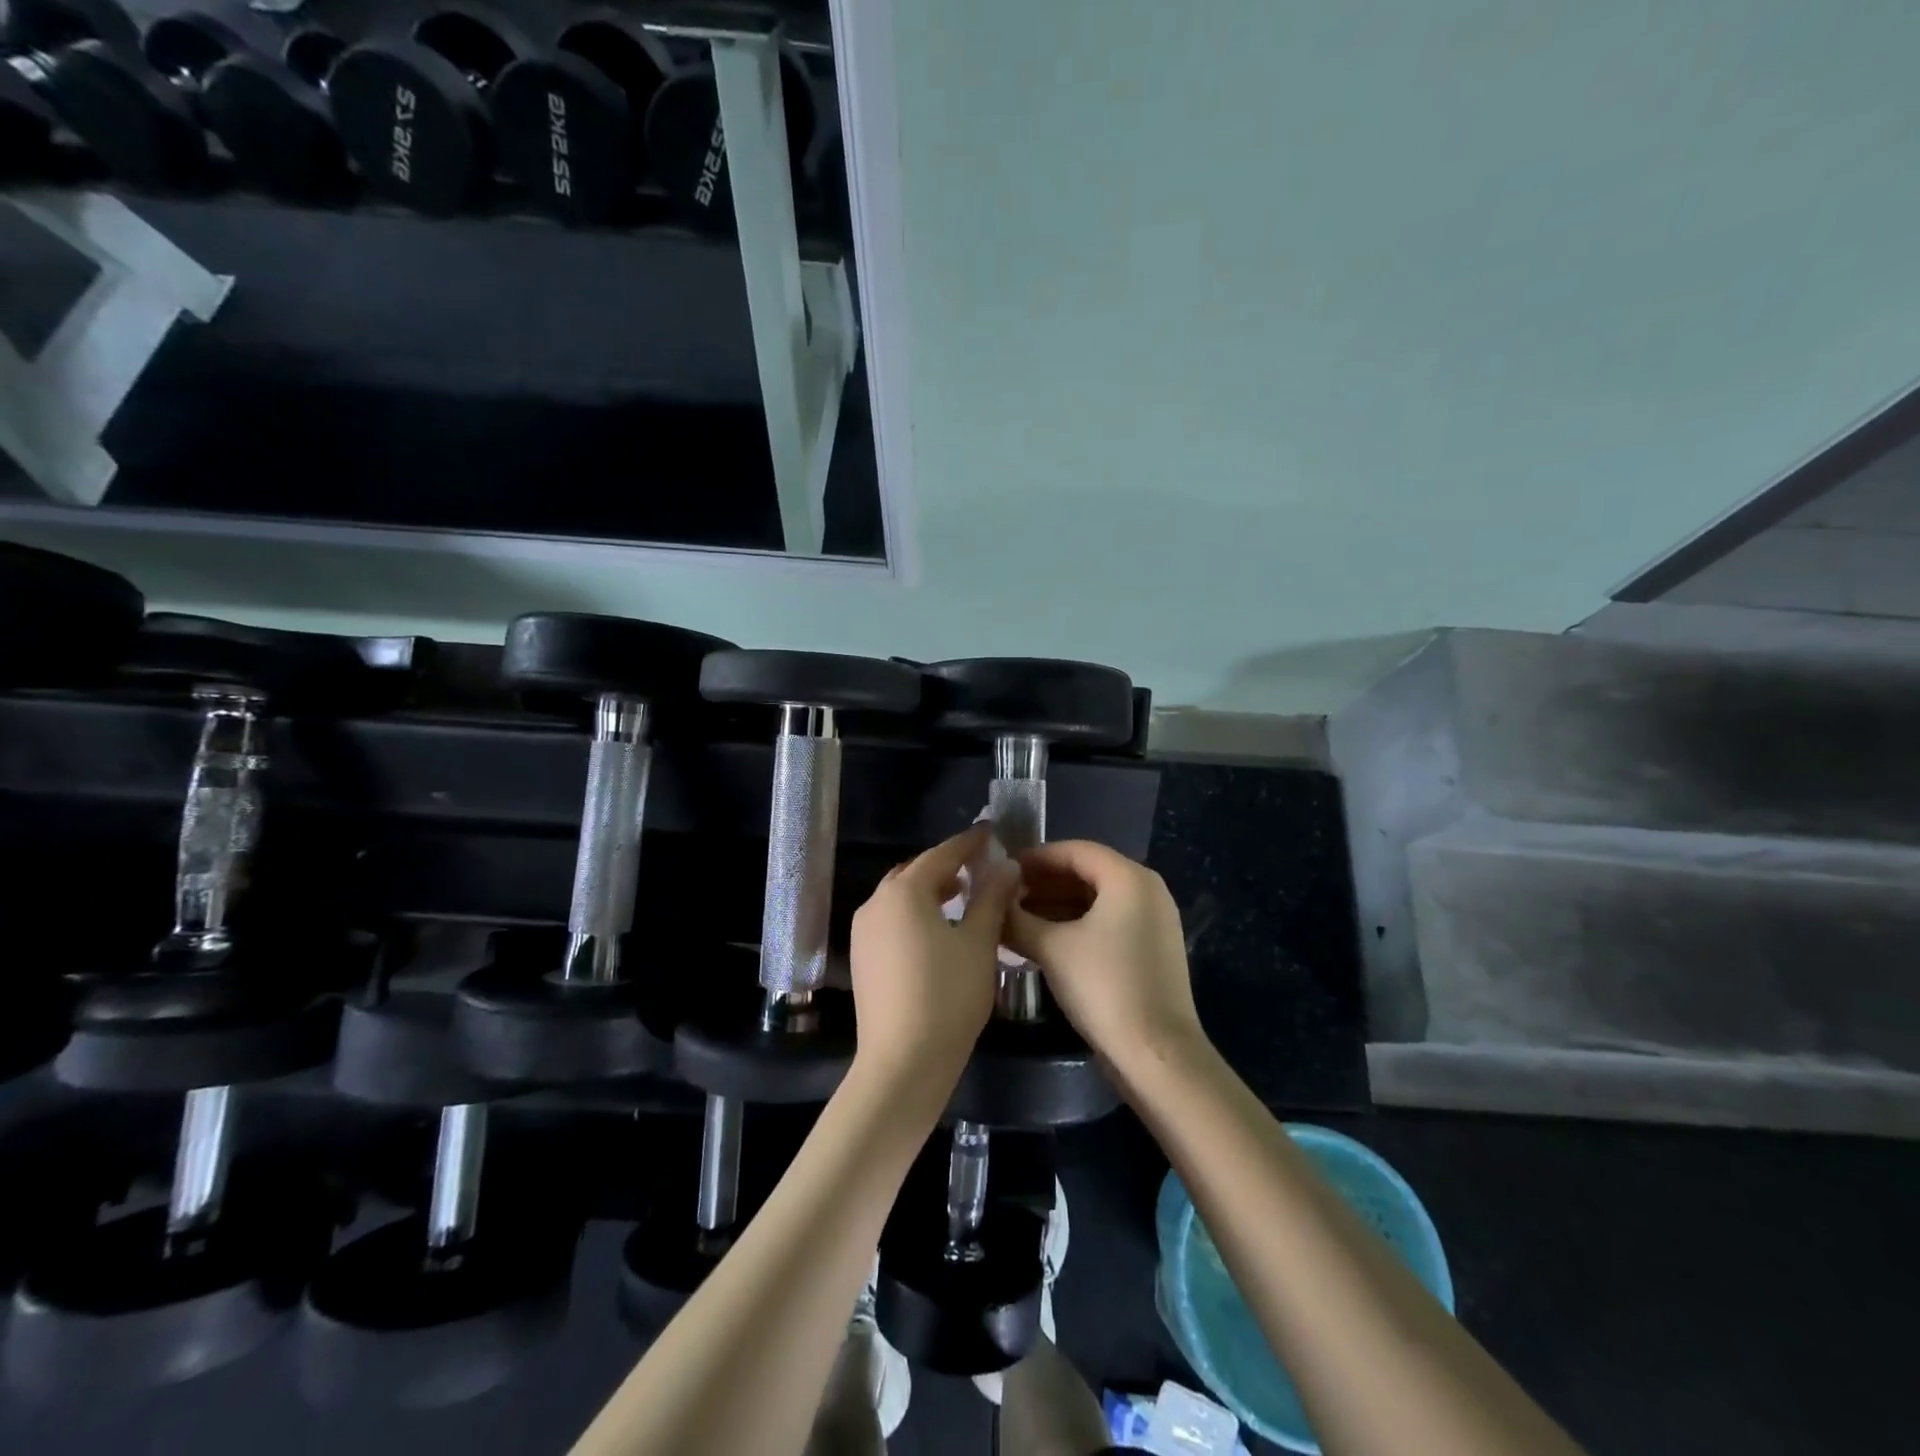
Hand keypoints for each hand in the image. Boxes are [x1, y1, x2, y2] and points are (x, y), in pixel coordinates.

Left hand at [848, 825, 1019, 1094]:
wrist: (902, 1063)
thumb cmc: (948, 996)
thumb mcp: (979, 943)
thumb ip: (991, 898)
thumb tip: (1005, 866)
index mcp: (904, 891)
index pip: (942, 855)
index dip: (969, 843)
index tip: (991, 832)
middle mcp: (876, 902)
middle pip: (915, 872)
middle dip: (946, 865)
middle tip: (978, 865)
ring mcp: (863, 931)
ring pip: (900, 896)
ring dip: (930, 890)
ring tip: (962, 895)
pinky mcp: (862, 956)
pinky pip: (891, 919)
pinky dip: (915, 913)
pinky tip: (937, 929)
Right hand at [1004, 840, 1204, 1074]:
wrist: (1157, 1055)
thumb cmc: (1104, 987)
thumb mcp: (1052, 948)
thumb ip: (1017, 918)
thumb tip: (992, 901)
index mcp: (1129, 878)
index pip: (1074, 850)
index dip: (1034, 858)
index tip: (1001, 870)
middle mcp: (1147, 890)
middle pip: (1086, 872)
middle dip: (1043, 883)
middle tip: (1004, 895)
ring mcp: (1154, 921)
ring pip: (1096, 899)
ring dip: (1056, 905)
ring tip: (1016, 918)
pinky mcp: (1151, 949)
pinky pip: (1108, 922)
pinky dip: (1076, 924)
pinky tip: (1044, 940)